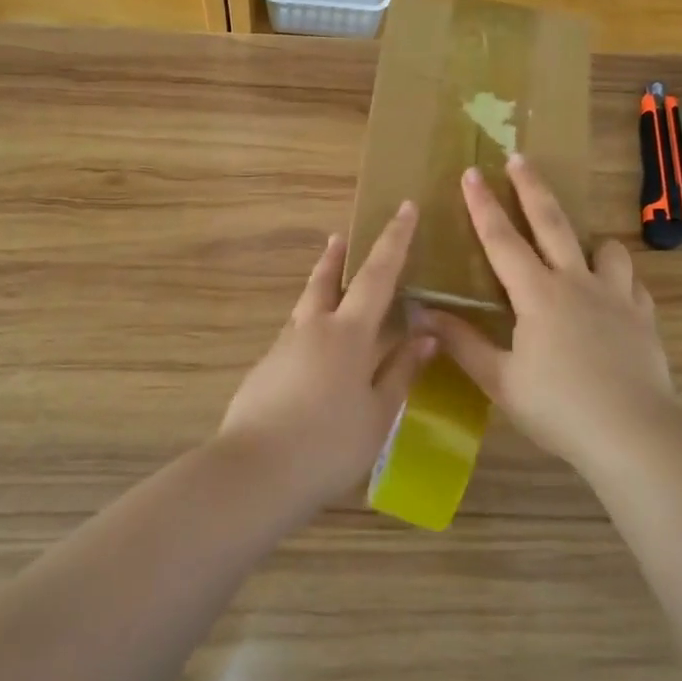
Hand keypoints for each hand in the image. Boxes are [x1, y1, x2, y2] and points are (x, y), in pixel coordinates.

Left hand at [218, 204, 436, 506]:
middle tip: (340, 237)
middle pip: (325, 282)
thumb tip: (426, 335)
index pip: (377, 276)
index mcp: (347, 334)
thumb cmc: (329, 443)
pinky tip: (314, 356)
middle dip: (337, 258)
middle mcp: (312, 330)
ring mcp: (283, 349)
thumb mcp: (378, 412)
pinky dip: (309, 331)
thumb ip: (400, 371)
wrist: (256, 472)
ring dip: (319, 291)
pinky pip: (294, 339)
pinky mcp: (264, 372)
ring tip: (329, 288)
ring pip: (305, 309)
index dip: (394, 241)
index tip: (403, 208)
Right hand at [422, 156, 678, 470]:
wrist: (632, 433)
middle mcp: (577, 283)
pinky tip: (613, 298)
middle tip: (521, 158)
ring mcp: (616, 297)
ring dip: (590, 241)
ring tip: (581, 249)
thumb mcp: (501, 381)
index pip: (502, 239)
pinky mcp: (644, 317)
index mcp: (537, 295)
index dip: (483, 205)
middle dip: (532, 188)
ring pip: (606, 249)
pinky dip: (620, 282)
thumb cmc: (558, 408)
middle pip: (553, 223)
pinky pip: (633, 285)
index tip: (472, 172)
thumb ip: (463, 343)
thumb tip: (423, 314)